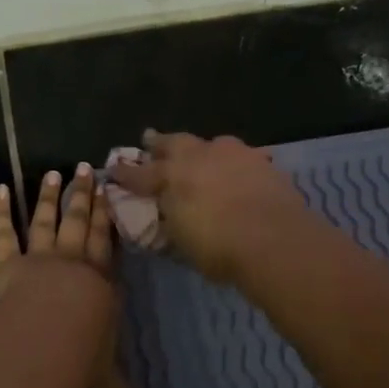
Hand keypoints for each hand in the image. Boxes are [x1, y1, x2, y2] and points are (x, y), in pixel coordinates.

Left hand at [0, 165, 175, 387]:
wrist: (48, 337)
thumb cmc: (81, 356)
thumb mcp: (111, 386)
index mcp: (100, 284)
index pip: (107, 246)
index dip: (109, 219)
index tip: (112, 193)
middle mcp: (72, 264)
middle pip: (79, 224)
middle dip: (85, 196)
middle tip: (88, 168)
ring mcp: (39, 259)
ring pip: (46, 221)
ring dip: (50, 196)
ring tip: (54, 172)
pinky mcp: (8, 264)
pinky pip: (3, 233)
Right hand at [108, 129, 306, 284]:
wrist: (275, 239)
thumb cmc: (218, 247)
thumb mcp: (182, 242)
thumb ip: (171, 223)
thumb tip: (166, 216)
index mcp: (171, 176)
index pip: (139, 173)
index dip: (125, 173)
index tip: (113, 170)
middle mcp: (198, 156)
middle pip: (174, 143)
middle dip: (159, 143)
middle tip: (150, 140)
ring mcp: (233, 154)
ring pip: (211, 143)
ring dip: (201, 149)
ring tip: (200, 154)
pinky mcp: (262, 161)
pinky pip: (241, 156)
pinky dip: (234, 162)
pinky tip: (237, 169)